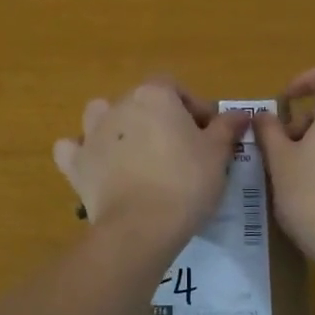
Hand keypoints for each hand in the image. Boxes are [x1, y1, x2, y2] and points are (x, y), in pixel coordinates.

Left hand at [53, 79, 252, 244]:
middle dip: (159, 120)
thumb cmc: (186, 182)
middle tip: (180, 150)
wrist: (141, 226)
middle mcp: (119, 105)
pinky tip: (96, 167)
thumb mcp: (217, 154)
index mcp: (154, 95)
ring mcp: (92, 133)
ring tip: (136, 154)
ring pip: (101, 116)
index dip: (193, 109)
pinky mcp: (76, 164)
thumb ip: (227, 128)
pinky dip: (82, 154)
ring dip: (116, 128)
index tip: (208, 134)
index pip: (176, 88)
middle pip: (141, 103)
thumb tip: (242, 113)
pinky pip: (72, 149)